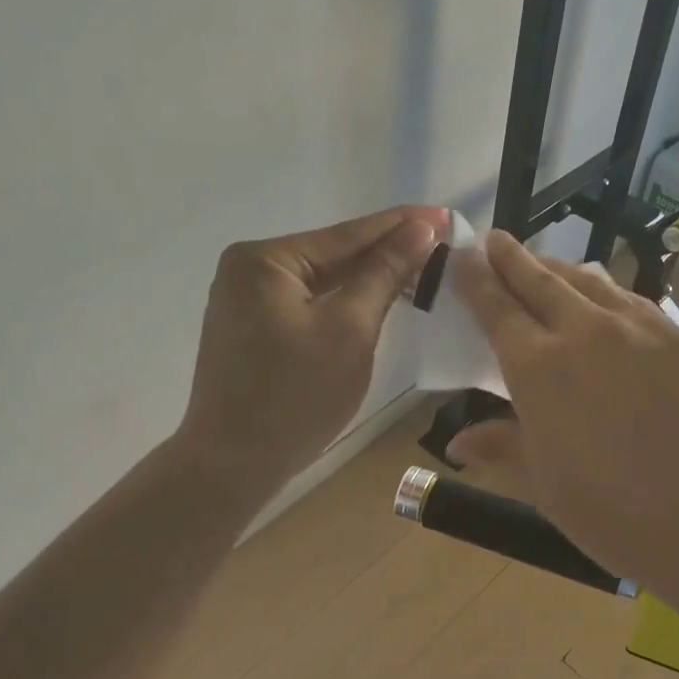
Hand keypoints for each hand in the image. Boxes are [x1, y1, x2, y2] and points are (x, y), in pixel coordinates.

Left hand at [178, 206, 443, 488]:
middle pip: (333, 254)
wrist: (233, 465)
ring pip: (322, 281)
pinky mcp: (252, 329)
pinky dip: (343, 303)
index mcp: (265, 259)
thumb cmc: (296, 396)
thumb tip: (420, 228)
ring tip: (420, 266)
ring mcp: (245, 300)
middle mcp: (248, 269)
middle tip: (440, 242)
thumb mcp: (350, 329)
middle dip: (386, 252)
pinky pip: (307, 304)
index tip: (445, 214)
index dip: (401, 225)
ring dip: (367, 279)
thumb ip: (384, 274)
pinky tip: (377, 298)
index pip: (347, 235)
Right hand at [448, 230, 678, 631]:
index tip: (463, 256)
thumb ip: (505, 451)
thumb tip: (458, 441)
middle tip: (494, 239)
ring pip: (589, 282)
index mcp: (540, 369)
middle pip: (542, 282)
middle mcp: (586, 333)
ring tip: (544, 262)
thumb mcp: (550, 491)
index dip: (478, 282)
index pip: (499, 311)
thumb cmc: (624, 515)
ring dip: (558, 268)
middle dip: (513, 259)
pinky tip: (607, 297)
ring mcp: (640, 329)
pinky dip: (604, 288)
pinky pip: (629, 298)